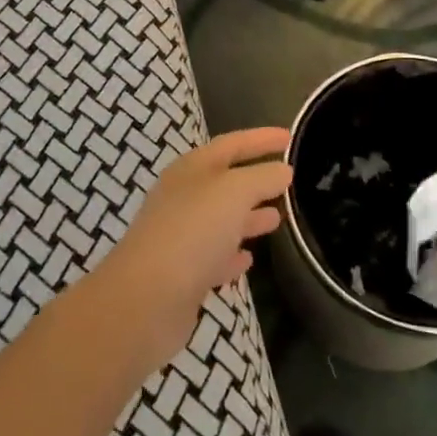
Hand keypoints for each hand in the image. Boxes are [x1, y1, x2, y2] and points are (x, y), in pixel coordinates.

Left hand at [94, 128, 292, 370]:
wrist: (146, 299)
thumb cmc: (193, 231)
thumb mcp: (234, 192)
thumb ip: (262, 177)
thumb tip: (283, 170)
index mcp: (192, 169)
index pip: (232, 144)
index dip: (261, 138)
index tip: (290, 136)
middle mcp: (184, 197)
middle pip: (226, 181)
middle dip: (256, 179)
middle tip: (288, 180)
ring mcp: (182, 236)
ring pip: (222, 220)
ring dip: (248, 217)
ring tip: (277, 219)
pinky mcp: (183, 274)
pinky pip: (214, 257)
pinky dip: (232, 255)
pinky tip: (248, 259)